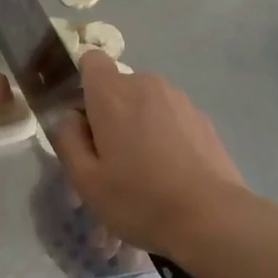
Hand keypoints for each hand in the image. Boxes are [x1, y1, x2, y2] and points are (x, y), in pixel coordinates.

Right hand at [51, 51, 248, 254]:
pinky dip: (163, 139)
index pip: (91, 60)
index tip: (82, 120)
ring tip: (141, 176)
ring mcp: (179, 100)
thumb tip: (70, 117)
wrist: (210, 217)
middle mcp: (147, 85)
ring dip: (137, 129)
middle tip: (108, 163)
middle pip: (118, 88)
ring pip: (145, 106)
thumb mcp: (85, 180)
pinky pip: (170, 120)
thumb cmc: (138, 198)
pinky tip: (169, 177)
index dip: (82, 84)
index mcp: (113, 93)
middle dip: (108, 116)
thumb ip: (67, 139)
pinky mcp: (202, 119)